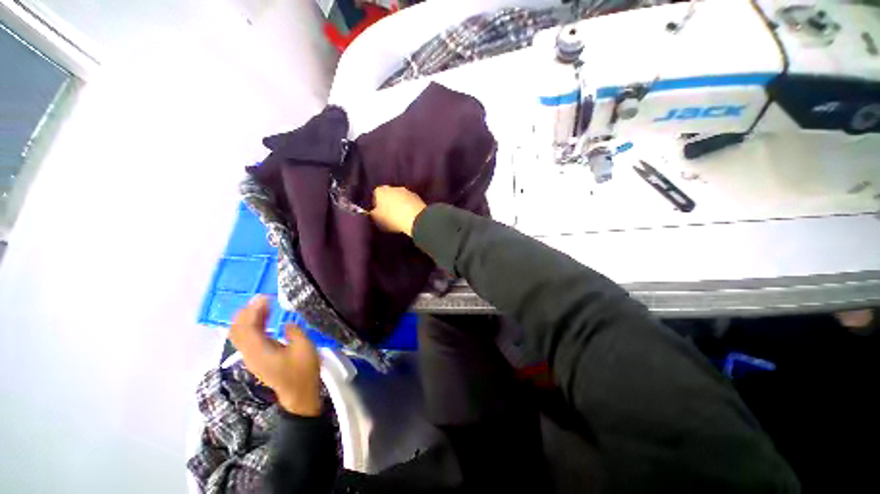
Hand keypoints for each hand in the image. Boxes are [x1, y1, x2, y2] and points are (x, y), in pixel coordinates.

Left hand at [229, 296, 321, 415]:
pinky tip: (264, 319)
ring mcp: (251, 357)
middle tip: (262, 299)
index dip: (253, 310)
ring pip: (240, 334)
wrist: (298, 394)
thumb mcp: (304, 348)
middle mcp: (249, 353)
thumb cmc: (303, 371)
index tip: (265, 297)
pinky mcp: (256, 358)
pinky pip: (247, 338)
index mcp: (259, 351)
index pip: (247, 327)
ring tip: (264, 305)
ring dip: (248, 318)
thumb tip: (285, 323)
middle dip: (246, 312)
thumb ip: (294, 331)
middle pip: (237, 330)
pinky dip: (252, 325)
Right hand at [370, 186, 426, 236]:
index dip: (376, 205)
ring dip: (400, 205)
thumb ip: (372, 214)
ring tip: (400, 217)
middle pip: (389, 195)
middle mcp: (393, 187)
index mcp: (380, 190)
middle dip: (389, 203)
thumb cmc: (391, 218)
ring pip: (400, 198)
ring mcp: (407, 191)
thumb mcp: (376, 219)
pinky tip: (409, 216)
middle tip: (389, 216)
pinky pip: (410, 202)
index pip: (375, 195)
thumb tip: (372, 212)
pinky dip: (409, 207)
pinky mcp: (418, 197)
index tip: (379, 214)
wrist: (415, 218)